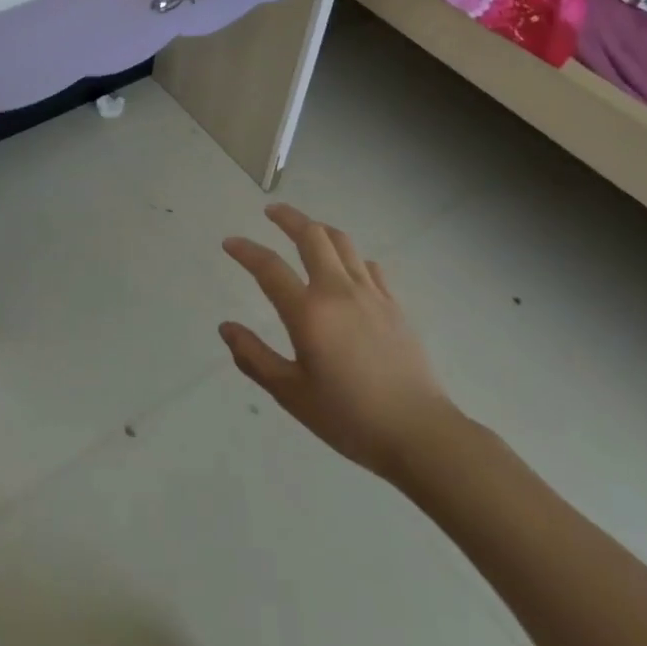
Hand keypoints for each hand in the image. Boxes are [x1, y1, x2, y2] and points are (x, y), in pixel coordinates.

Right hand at [220, 204, 454, 481]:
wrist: (420, 434)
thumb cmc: (349, 418)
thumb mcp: (292, 395)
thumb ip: (254, 358)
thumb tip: (226, 328)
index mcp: (309, 312)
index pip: (269, 267)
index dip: (245, 251)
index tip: (229, 243)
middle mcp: (338, 291)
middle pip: (312, 236)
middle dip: (288, 218)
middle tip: (271, 211)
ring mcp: (370, 294)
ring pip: (342, 242)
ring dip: (319, 228)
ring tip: (306, 228)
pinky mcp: (394, 305)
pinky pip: (368, 265)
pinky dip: (350, 256)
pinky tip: (346, 267)